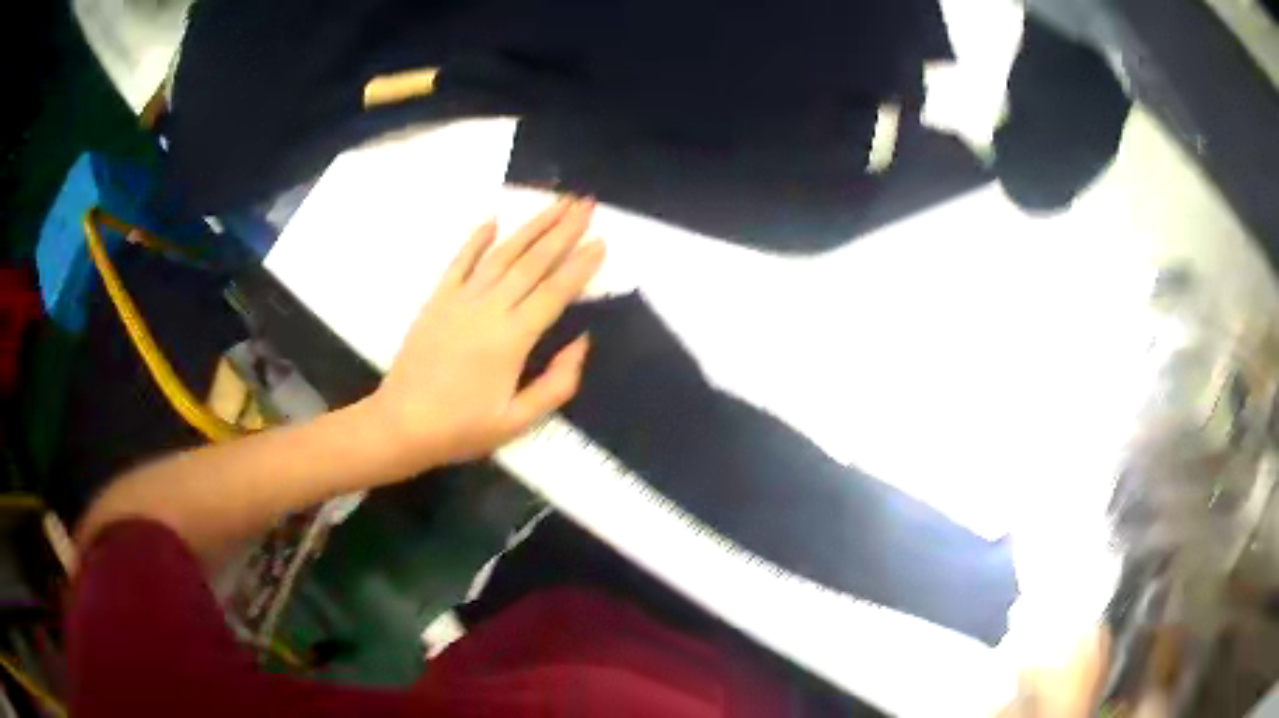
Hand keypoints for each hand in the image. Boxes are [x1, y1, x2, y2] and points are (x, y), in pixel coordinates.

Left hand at [368, 197, 604, 468]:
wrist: (402, 424)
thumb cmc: (462, 428)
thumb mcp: (518, 421)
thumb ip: (557, 383)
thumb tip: (583, 342)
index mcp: (513, 338)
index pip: (556, 291)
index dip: (581, 265)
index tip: (602, 240)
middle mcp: (489, 308)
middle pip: (533, 261)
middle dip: (564, 230)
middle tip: (587, 204)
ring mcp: (461, 299)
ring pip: (503, 253)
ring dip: (531, 226)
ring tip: (556, 203)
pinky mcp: (437, 299)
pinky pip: (460, 261)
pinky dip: (477, 239)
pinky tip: (493, 220)